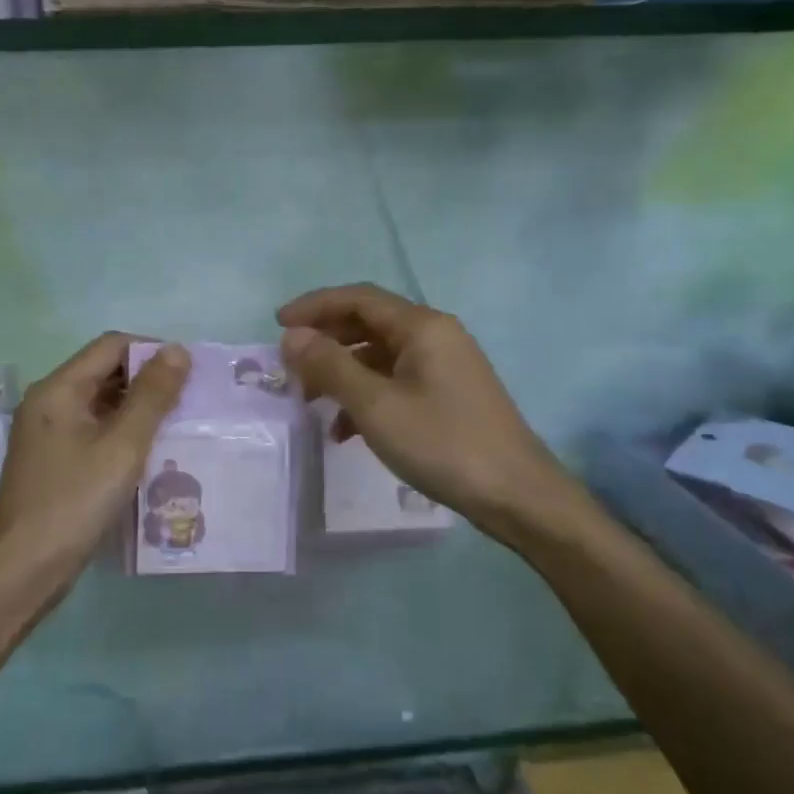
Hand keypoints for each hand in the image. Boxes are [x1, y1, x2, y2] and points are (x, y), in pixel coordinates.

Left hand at [0, 333, 188, 597]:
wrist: (23, 570)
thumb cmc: (75, 502)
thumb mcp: (122, 446)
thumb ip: (151, 396)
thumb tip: (176, 350)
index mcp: (58, 389)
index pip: (111, 345)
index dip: (152, 351)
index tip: (190, 375)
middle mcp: (48, 403)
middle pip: (104, 372)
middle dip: (148, 382)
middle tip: (189, 404)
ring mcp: (47, 434)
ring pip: (100, 405)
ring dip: (137, 411)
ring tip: (177, 429)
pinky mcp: (53, 462)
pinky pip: (93, 432)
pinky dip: (122, 435)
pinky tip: (149, 456)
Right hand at [278, 283, 584, 541]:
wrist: (516, 495)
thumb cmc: (442, 443)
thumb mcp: (376, 406)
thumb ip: (331, 366)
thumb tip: (293, 336)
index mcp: (422, 327)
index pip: (358, 298)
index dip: (314, 306)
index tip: (277, 324)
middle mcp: (435, 336)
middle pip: (368, 324)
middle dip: (326, 342)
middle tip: (291, 367)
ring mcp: (444, 366)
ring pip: (380, 357)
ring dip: (342, 374)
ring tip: (311, 403)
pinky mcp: (448, 395)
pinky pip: (396, 382)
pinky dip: (366, 397)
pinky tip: (345, 431)